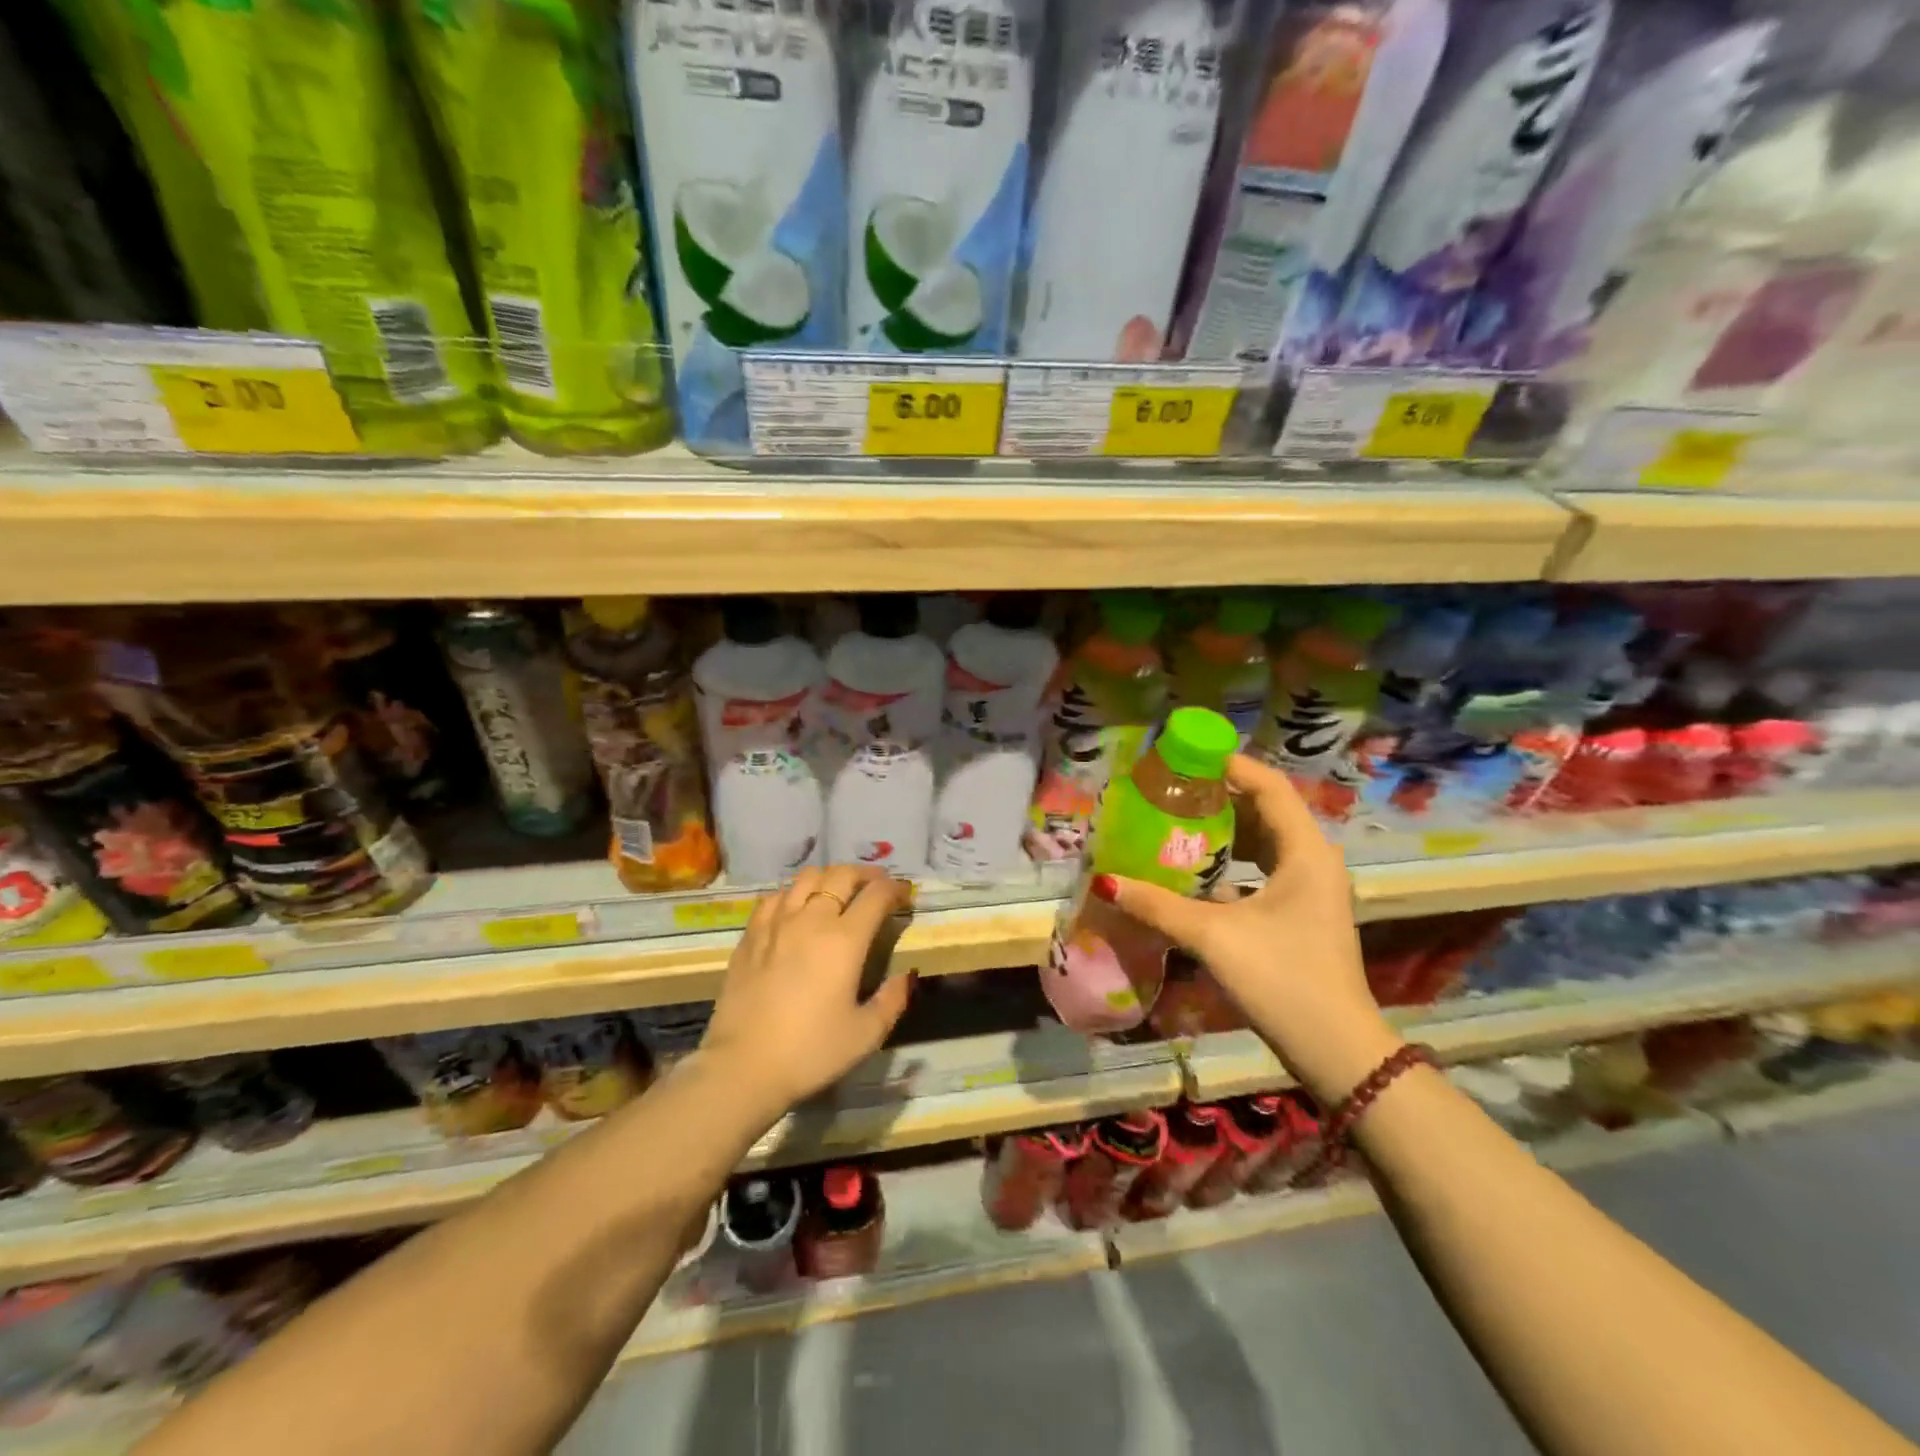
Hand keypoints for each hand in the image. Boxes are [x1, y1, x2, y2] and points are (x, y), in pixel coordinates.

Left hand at [697, 865, 914, 1117]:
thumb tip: (908, 974)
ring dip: (829, 877)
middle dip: (866, 874)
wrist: (742, 1066)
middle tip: (876, 887)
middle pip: (842, 875)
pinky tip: (796, 907)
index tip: (904, 895)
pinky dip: (793, 893)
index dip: (895, 889)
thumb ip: (892, 999)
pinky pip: (775, 897)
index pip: (877, 895)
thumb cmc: (810, 1052)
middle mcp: (812, 919)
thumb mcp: (866, 1034)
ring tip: (838, 890)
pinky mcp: (750, 935)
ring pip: (806, 877)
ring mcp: (777, 923)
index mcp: (845, 940)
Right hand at [1094, 754, 1400, 1101]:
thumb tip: (1105, 882)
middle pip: (1264, 809)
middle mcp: (1312, 860)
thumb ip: (1158, 906)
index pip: (1268, 786)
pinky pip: (1260, 870)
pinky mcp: (1299, 913)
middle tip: (1169, 791)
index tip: (1184, 758)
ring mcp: (1309, 889)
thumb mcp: (1215, 937)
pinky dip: (1228, 864)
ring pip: (1261, 842)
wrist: (1337, 1051)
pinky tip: (1191, 874)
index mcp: (1304, 851)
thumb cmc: (1283, 980)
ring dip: (1221, 832)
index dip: (1228, 766)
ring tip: (1173, 824)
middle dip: (1217, 797)